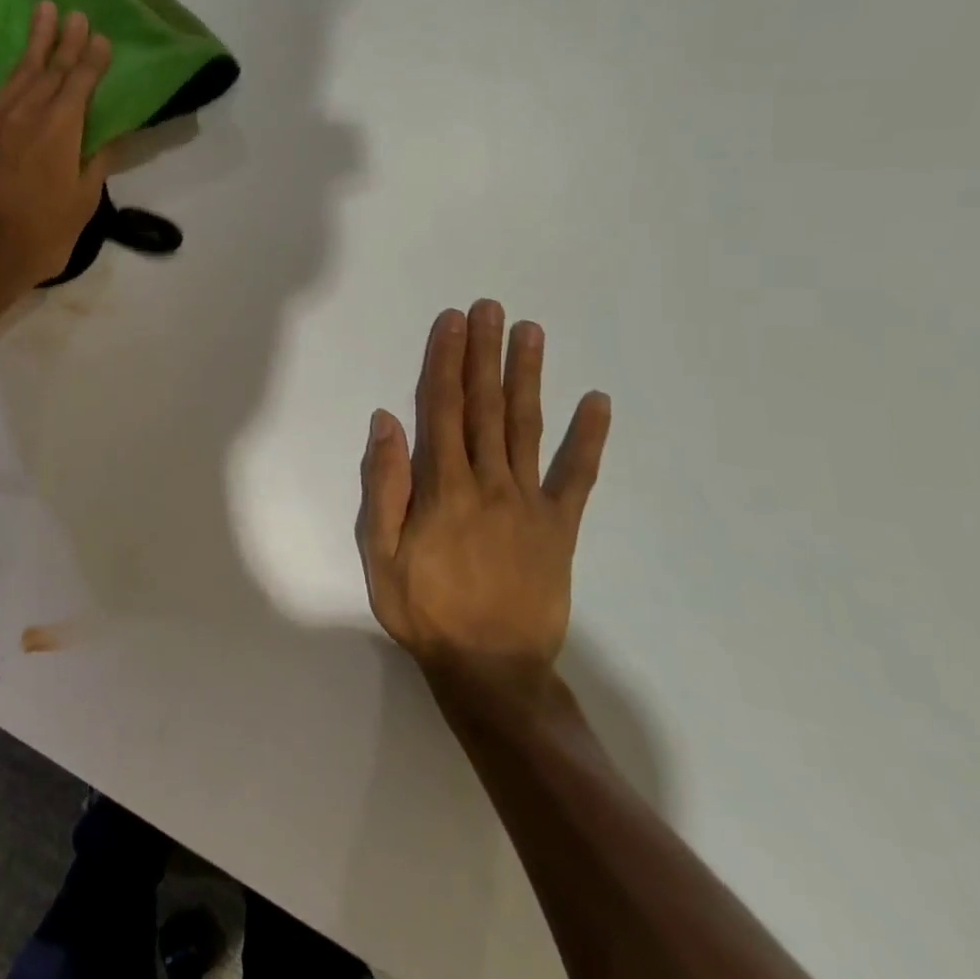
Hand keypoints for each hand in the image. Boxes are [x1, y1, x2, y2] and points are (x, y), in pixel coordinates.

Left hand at [0, 0, 114, 300]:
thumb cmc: (39, 236)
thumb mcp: (81, 205)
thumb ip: (96, 164)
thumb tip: (111, 136)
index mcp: (61, 129)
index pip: (82, 84)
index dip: (93, 60)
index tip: (103, 38)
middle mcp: (28, 113)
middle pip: (52, 69)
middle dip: (68, 41)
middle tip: (78, 14)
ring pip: (17, 71)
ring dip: (32, 41)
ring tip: (43, 10)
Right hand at [356, 300, 611, 693]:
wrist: (492, 671)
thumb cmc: (425, 611)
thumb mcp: (380, 555)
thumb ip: (385, 487)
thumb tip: (386, 422)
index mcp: (444, 487)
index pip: (441, 409)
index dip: (444, 361)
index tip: (452, 322)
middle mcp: (489, 482)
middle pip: (484, 405)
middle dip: (484, 353)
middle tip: (490, 308)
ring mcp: (530, 501)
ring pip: (526, 426)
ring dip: (527, 376)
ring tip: (531, 332)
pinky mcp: (560, 526)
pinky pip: (577, 476)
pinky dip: (589, 439)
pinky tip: (599, 402)